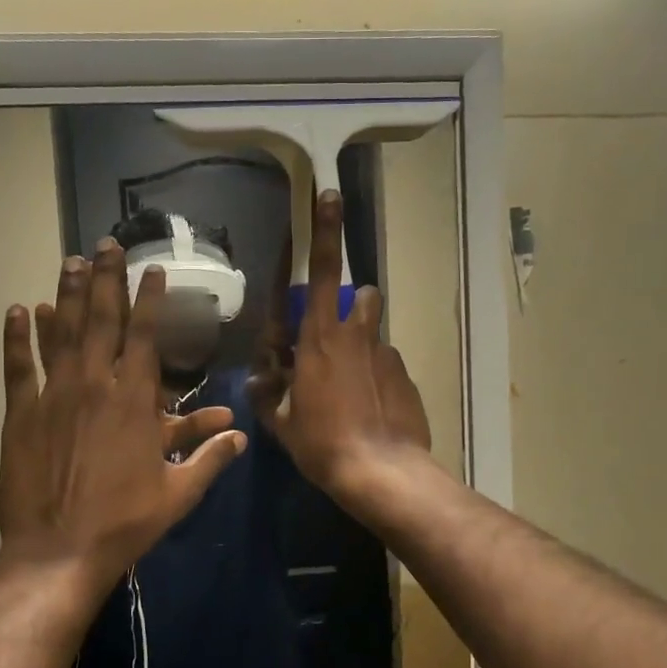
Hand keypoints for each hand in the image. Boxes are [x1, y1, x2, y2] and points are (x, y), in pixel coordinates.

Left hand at [0, 240, 245, 592]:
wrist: (59, 552)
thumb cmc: (124, 523)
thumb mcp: (179, 494)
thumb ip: (210, 458)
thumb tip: (240, 435)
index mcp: (134, 402)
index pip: (144, 336)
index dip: (150, 299)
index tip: (153, 270)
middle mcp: (94, 387)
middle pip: (101, 321)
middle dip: (106, 280)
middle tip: (105, 246)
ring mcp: (53, 397)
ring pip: (61, 334)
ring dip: (67, 295)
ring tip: (70, 261)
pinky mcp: (21, 415)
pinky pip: (19, 367)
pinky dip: (18, 337)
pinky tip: (21, 309)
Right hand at [250, 189, 430, 507]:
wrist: (381, 471)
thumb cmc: (322, 444)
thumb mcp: (281, 423)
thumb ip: (269, 394)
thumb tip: (260, 380)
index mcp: (318, 338)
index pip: (319, 272)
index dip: (324, 231)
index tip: (331, 196)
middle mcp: (356, 335)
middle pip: (360, 297)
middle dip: (351, 307)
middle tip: (337, 342)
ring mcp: (386, 354)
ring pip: (374, 332)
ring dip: (364, 345)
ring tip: (357, 385)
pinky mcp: (406, 375)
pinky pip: (387, 364)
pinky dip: (377, 378)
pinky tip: (373, 411)